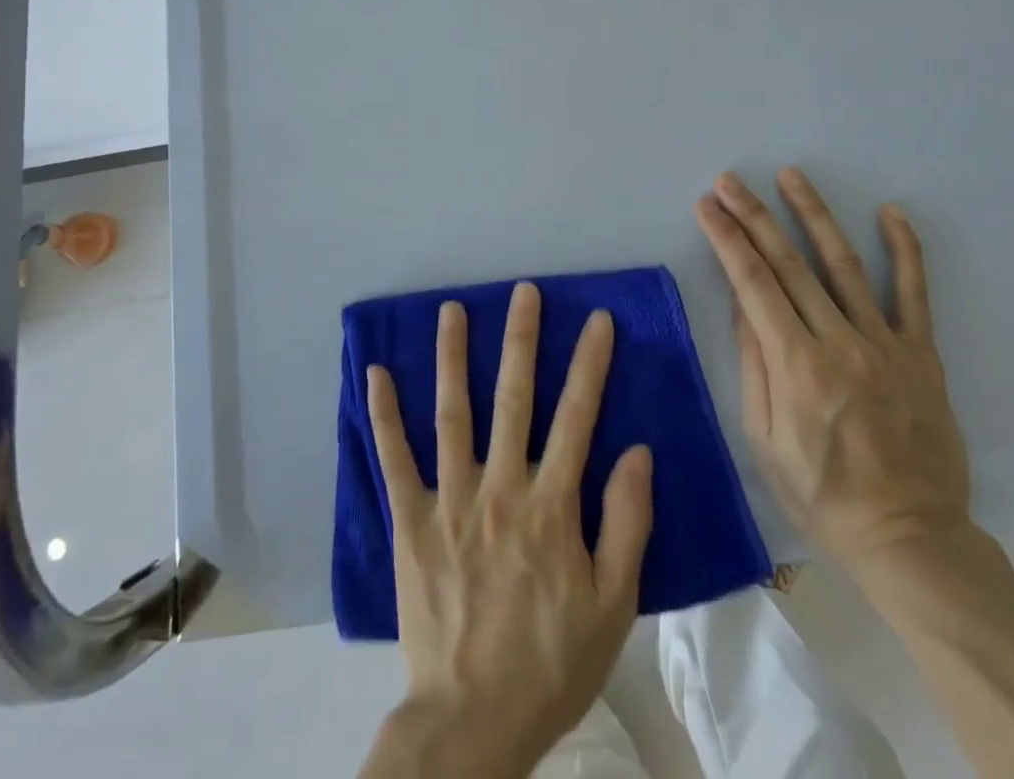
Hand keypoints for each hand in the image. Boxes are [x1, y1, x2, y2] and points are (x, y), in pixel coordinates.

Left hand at [361, 283, 653, 778]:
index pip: (577, 417)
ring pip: (452, 414)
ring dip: (452, 358)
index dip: (590, 364)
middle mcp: (500, 488)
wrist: (473, 721)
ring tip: (451, 309)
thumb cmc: (551, 662)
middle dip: (522, 339)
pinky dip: (384, 416)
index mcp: (552, 505)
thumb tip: (636, 450)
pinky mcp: (411, 521)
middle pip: (513, 398)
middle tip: (524, 292)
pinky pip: (394, 460)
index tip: (599, 320)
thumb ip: (627, 523)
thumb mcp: (613, 604)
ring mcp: (451, 500)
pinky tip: (376, 374)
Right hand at [695, 168, 970, 572]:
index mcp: (795, 365)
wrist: (910, 538)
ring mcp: (885, 344)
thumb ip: (753, 364)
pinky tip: (890, 211)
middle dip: (754, 215)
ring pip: (844, 263)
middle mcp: (838, 342)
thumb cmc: (820, 494)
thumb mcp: (763, 438)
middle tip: (730, 180)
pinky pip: (914, 293)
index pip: (752, 283)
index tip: (707, 206)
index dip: (727, 239)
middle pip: (789, 263)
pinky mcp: (921, 354)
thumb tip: (741, 302)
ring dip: (814, 214)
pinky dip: (904, 249)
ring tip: (791, 175)